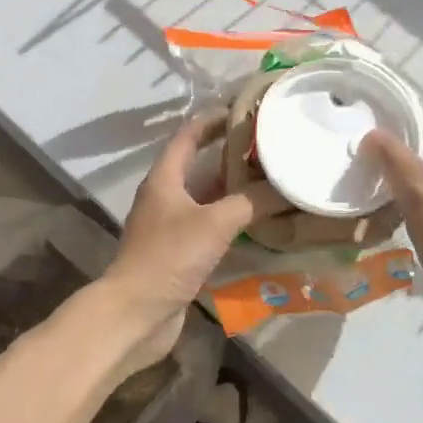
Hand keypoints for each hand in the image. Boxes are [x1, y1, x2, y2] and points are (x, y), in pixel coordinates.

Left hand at [99, 114, 284, 376]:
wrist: (136, 313)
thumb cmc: (169, 257)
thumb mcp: (215, 223)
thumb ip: (251, 202)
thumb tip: (286, 187)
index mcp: (165, 178)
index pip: (189, 135)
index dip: (213, 119)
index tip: (244, 110)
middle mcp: (165, 197)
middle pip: (200, 165)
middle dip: (232, 155)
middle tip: (268, 146)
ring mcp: (171, 226)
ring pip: (207, 198)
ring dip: (235, 190)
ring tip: (271, 179)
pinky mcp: (179, 253)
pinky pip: (210, 226)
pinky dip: (233, 220)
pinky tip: (259, 222)